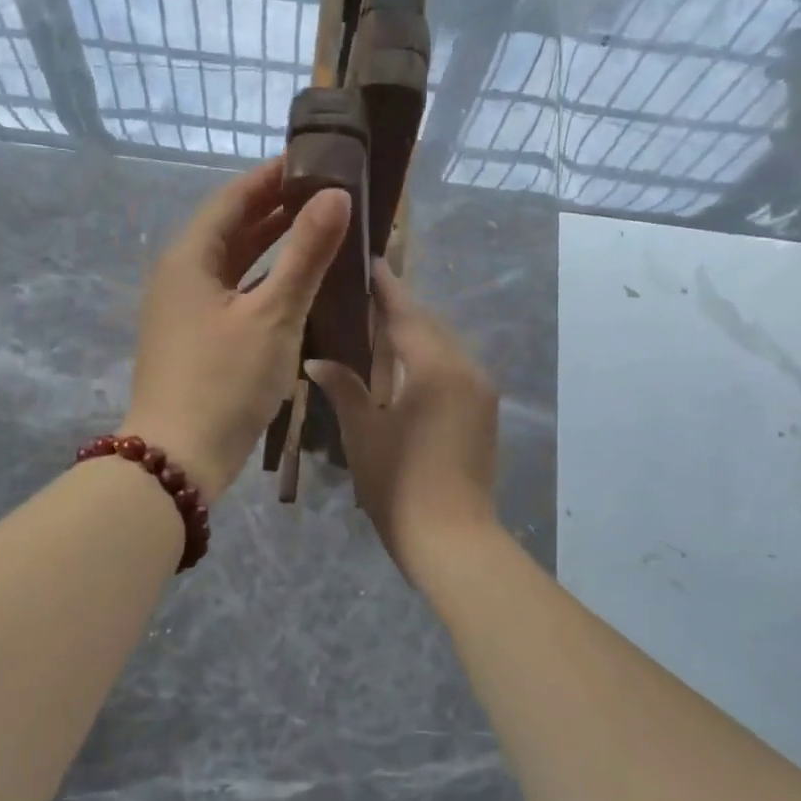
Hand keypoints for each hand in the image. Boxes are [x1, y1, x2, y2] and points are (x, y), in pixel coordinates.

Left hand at [123, 158, 349, 500]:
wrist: (179, 458)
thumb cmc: (225, 381)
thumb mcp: (273, 315)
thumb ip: (306, 254)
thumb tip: (336, 196)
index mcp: (189, 258)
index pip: (232, 199)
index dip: (272, 177)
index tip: (313, 162)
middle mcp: (179, 276)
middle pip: (229, 230)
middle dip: (274, 210)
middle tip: (323, 195)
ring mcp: (183, 311)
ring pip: (231, 265)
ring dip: (269, 247)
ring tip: (315, 231)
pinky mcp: (193, 340)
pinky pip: (231, 294)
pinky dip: (261, 282)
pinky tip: (292, 287)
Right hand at [306, 265, 500, 581]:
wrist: (452, 539)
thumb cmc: (399, 484)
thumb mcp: (364, 433)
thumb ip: (343, 388)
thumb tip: (317, 360)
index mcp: (437, 368)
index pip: (407, 314)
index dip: (386, 288)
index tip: (369, 261)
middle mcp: (466, 369)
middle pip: (430, 326)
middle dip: (400, 309)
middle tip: (365, 292)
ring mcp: (480, 392)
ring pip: (444, 347)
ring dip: (414, 334)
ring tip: (378, 324)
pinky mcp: (483, 412)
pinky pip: (453, 369)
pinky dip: (428, 358)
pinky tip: (403, 364)